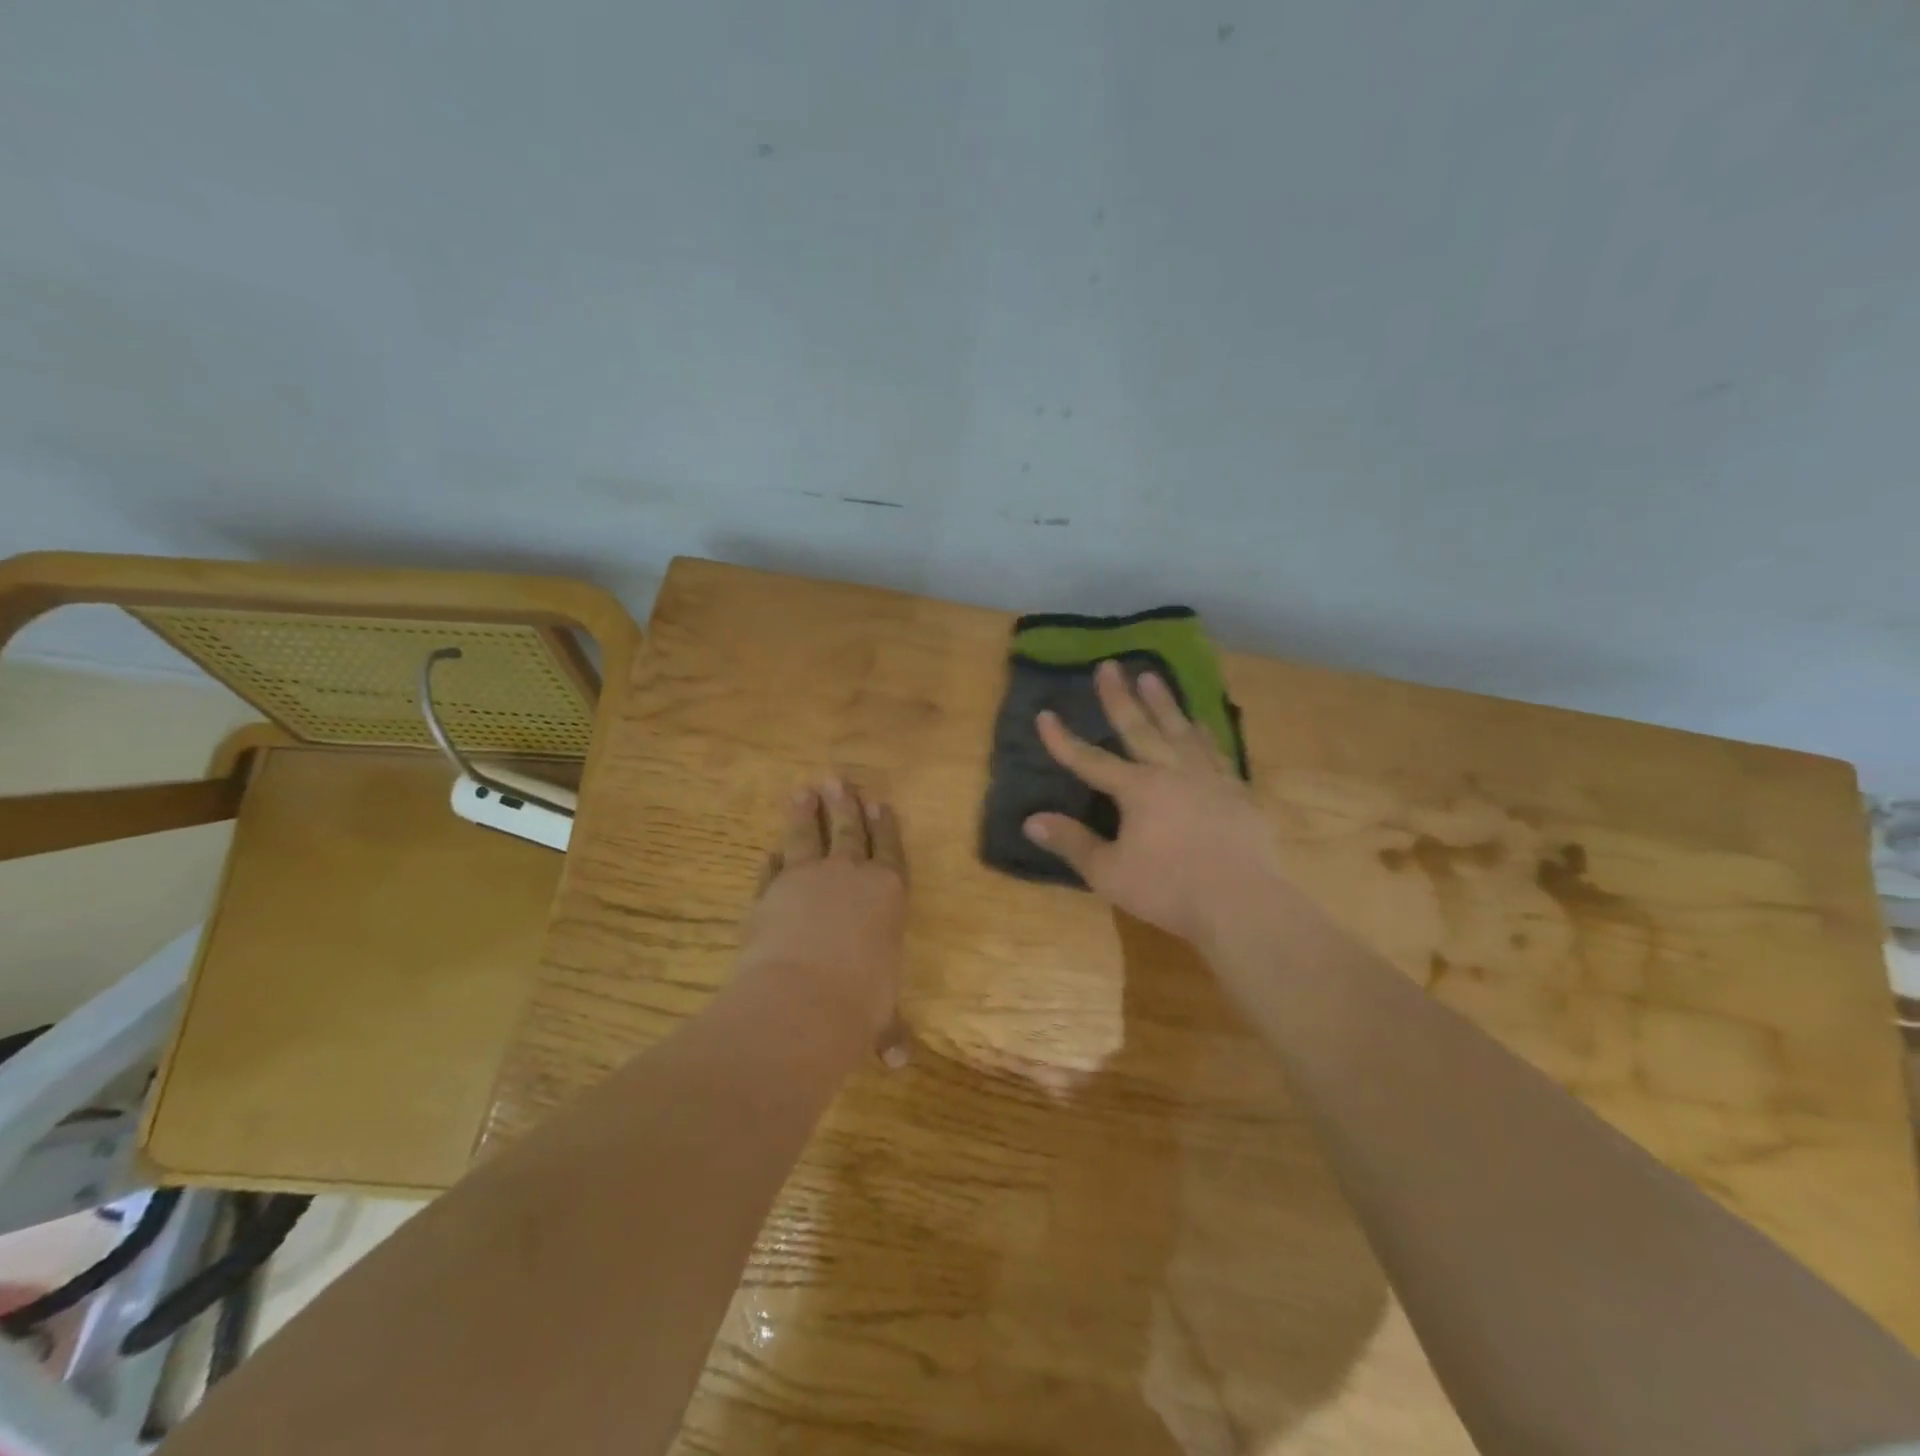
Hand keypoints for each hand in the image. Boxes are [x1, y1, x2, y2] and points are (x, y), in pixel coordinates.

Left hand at [740, 779, 909, 1064]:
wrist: (801, 1000)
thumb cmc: (859, 1003)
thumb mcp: (880, 1016)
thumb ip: (887, 1029)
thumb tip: (898, 1061)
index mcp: (886, 894)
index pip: (889, 850)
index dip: (885, 826)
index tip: (880, 802)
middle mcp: (848, 876)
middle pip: (848, 832)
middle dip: (845, 805)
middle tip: (840, 780)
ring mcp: (805, 880)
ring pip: (806, 837)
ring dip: (806, 814)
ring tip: (804, 790)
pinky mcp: (768, 893)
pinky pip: (772, 869)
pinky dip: (772, 860)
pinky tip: (771, 850)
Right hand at [1022, 659, 1282, 945]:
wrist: (1242, 903)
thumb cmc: (1168, 888)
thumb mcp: (1109, 872)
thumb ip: (1072, 842)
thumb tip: (1032, 820)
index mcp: (1138, 789)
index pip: (1090, 760)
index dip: (1064, 740)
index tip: (1045, 715)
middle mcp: (1172, 772)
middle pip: (1140, 728)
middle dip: (1119, 697)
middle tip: (1109, 665)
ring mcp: (1209, 778)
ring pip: (1181, 730)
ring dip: (1164, 702)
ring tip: (1152, 676)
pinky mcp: (1237, 791)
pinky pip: (1216, 751)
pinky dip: (1204, 733)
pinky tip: (1201, 724)